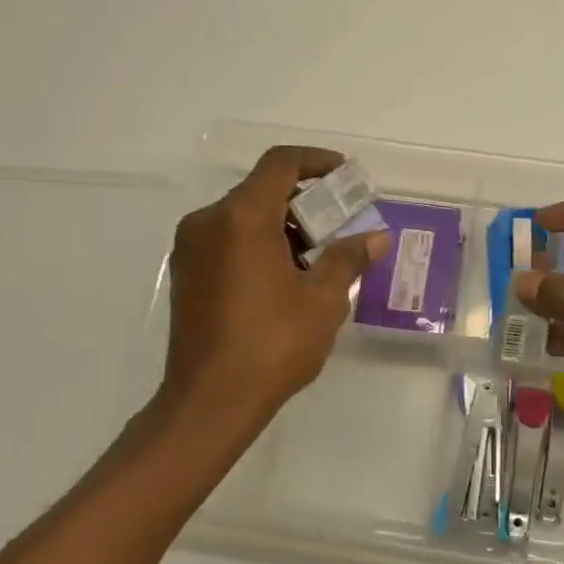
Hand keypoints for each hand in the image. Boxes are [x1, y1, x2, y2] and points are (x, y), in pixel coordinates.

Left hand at [156, 146, 388, 435]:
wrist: (209, 402)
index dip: (317, 161)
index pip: (280, 164)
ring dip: (283, 225)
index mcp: (241, 218)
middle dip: (306, 201)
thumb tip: (376, 238)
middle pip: (262, 190)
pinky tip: (286, 277)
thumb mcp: (322, 300)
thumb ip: (348, 259)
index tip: (346, 177)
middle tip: (341, 223)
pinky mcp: (186, 274)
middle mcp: (208, 222)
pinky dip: (259, 243)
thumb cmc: (272, 344)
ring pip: (244, 216)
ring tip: (319, 257)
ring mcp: (191, 249)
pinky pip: (228, 239)